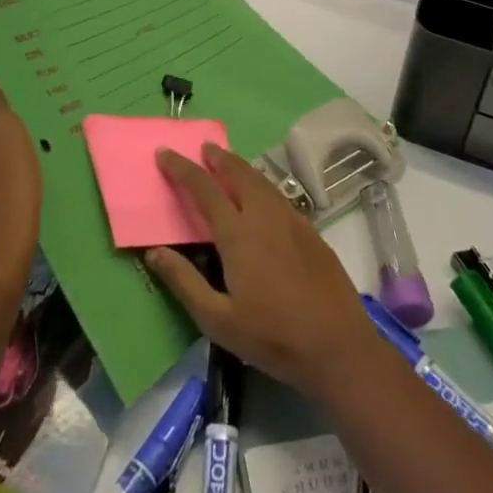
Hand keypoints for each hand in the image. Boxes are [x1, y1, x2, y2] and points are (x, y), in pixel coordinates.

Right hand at [145, 143, 376, 399]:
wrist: (337, 345)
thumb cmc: (272, 336)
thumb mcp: (218, 320)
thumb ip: (185, 282)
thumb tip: (154, 251)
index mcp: (238, 233)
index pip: (205, 188)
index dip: (183, 169)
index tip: (165, 153)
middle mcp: (264, 216)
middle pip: (238, 173)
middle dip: (219, 157)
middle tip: (204, 148)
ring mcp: (291, 220)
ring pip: (261, 181)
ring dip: (241, 167)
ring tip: (228, 164)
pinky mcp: (310, 231)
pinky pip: (278, 195)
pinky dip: (261, 184)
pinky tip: (260, 195)